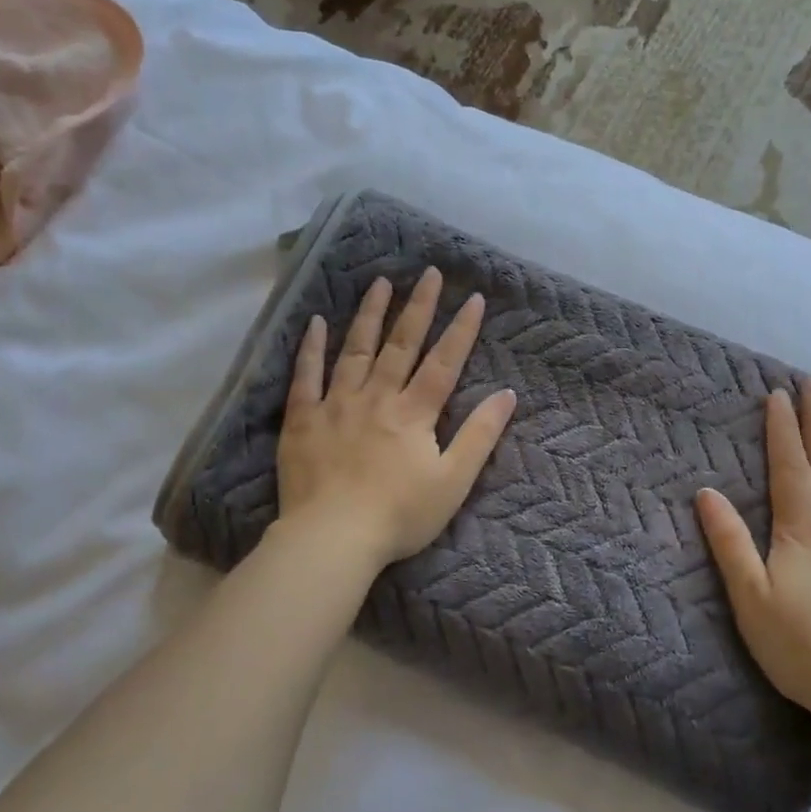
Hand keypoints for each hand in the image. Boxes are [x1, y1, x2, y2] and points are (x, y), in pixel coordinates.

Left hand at [277, 267, 517, 568]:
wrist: (333, 538)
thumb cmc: (400, 516)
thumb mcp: (453, 480)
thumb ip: (480, 435)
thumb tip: (507, 394)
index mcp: (414, 413)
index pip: (444, 362)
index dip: (461, 330)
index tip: (473, 298)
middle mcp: (377, 397)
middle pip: (401, 345)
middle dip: (418, 307)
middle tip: (429, 273)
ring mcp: (336, 405)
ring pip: (355, 350)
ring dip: (370, 315)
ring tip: (380, 283)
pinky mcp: (303, 420)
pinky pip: (305, 377)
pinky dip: (311, 348)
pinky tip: (316, 322)